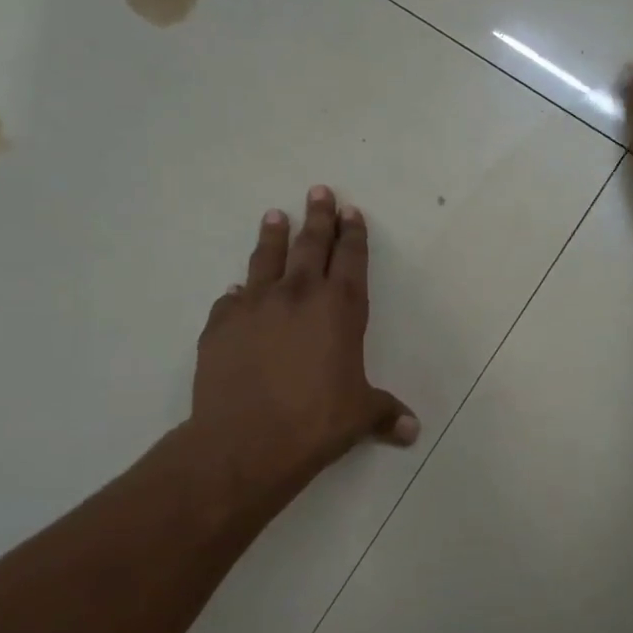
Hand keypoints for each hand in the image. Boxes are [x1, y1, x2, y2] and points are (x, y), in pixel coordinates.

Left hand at [189, 187, 417, 505]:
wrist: (245, 440)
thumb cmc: (315, 422)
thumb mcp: (360, 416)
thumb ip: (386, 413)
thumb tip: (412, 430)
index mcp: (339, 308)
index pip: (350, 259)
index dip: (353, 234)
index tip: (351, 211)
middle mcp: (298, 295)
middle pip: (311, 245)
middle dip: (318, 217)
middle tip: (318, 191)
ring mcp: (255, 306)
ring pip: (267, 259)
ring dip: (274, 236)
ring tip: (274, 215)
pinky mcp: (220, 324)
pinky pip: (232, 299)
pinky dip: (239, 292)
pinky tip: (237, 290)